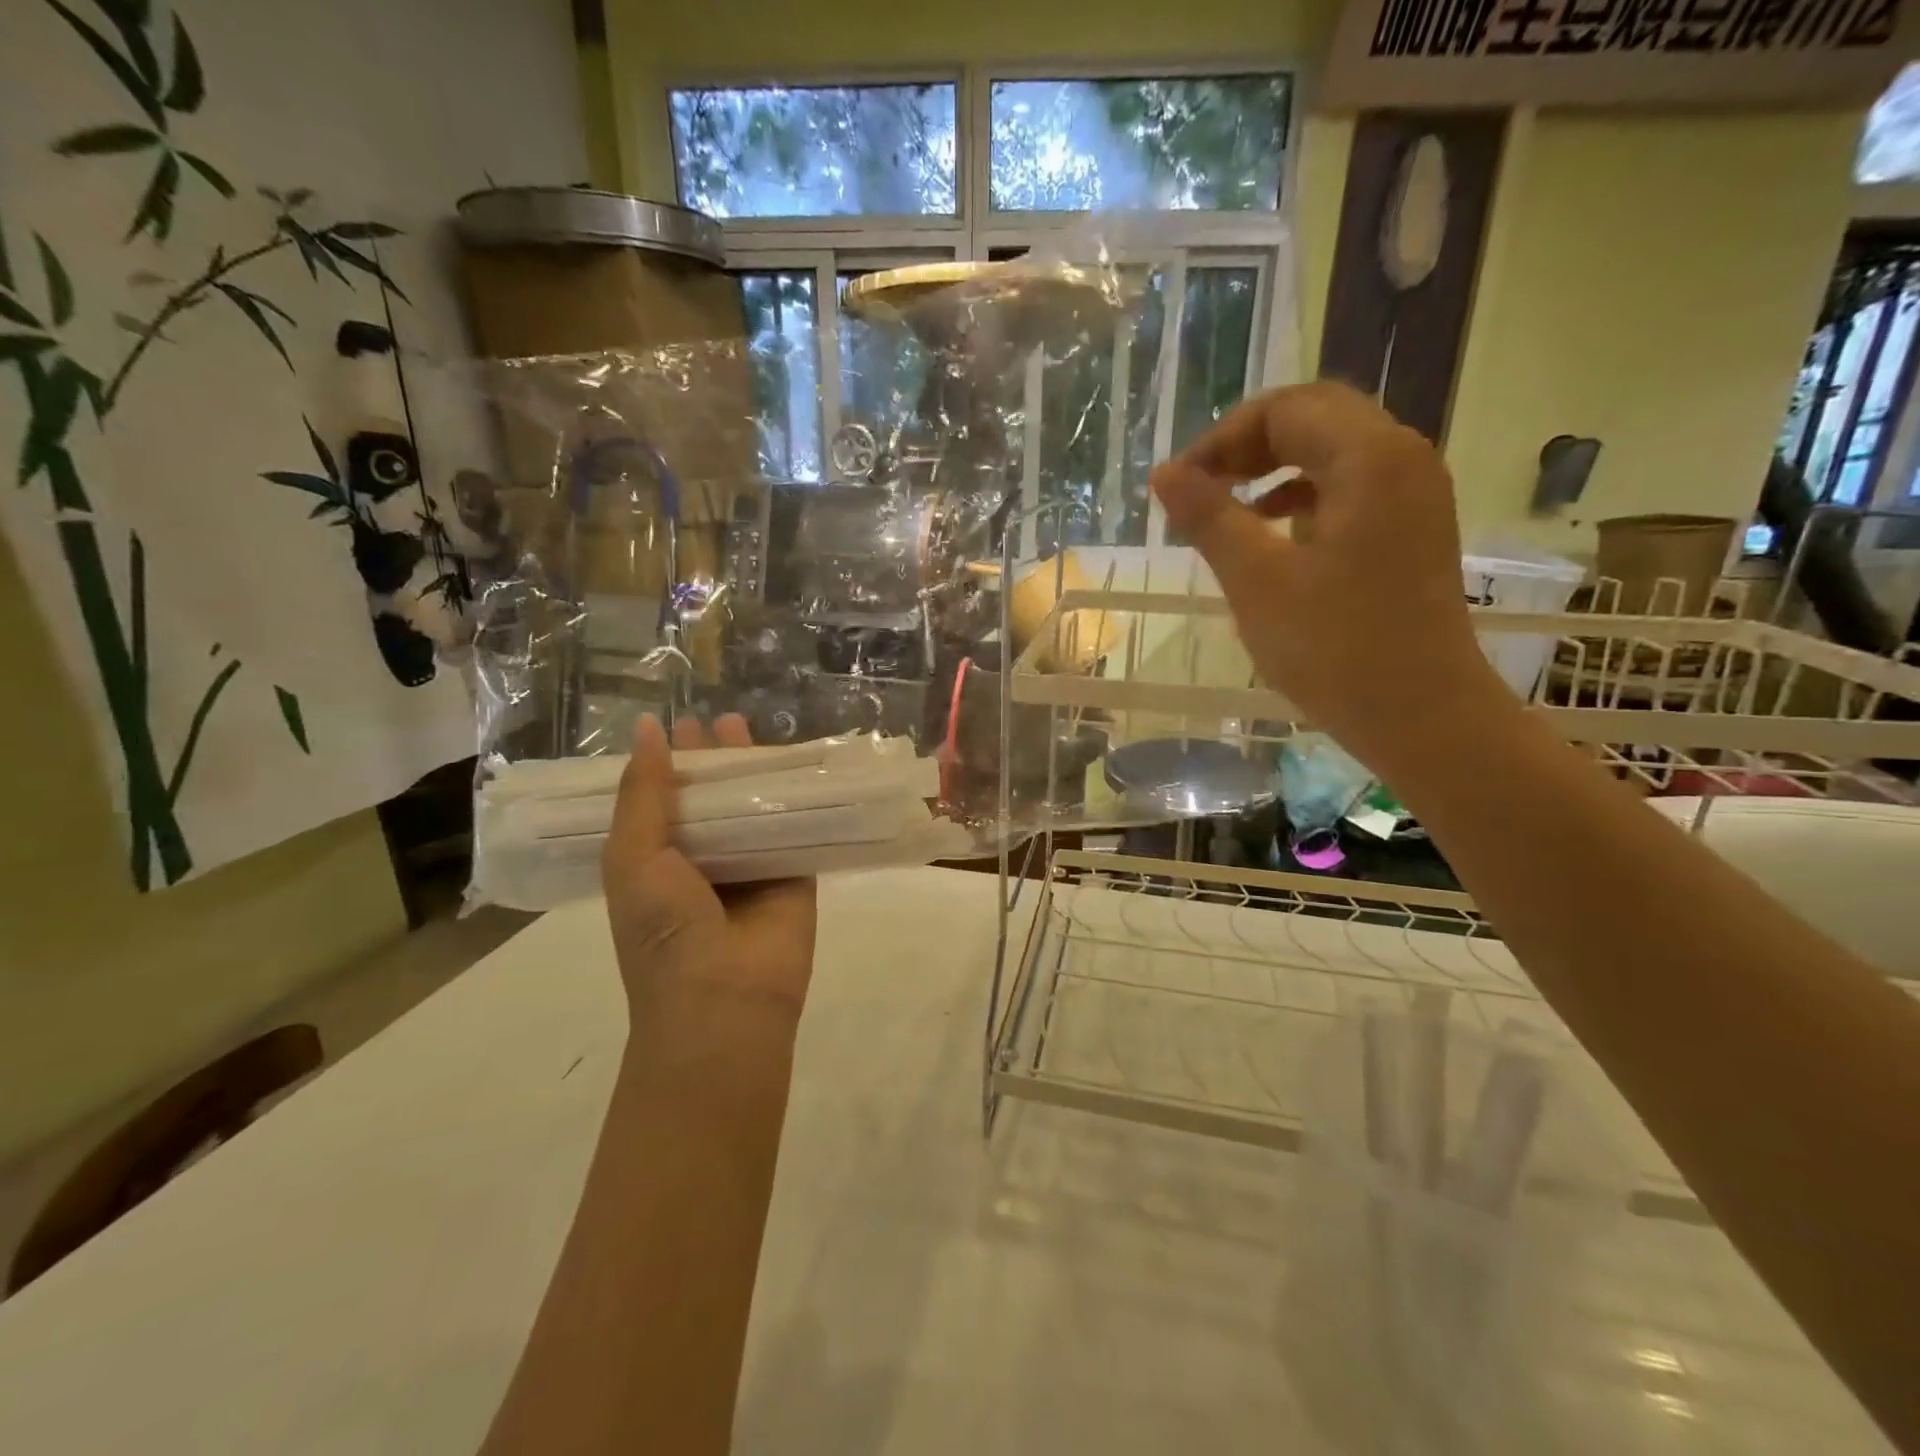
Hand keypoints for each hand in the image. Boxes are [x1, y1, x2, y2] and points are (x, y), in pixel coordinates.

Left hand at [601, 714, 817, 1017]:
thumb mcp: (633, 858)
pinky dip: (799, 796)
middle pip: (713, 797)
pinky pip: (797, 826)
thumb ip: (642, 795)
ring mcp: (752, 866)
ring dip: (755, 770)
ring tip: (752, 726)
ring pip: (755, 806)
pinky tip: (802, 762)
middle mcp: (704, 859)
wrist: (725, 1000)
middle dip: (715, 759)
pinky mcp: (796, 873)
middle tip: (721, 719)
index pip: (663, 799)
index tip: (679, 724)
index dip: (670, 763)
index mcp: (656, 860)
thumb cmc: (663, 932)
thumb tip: (649, 730)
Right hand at [1149, 381, 1506, 769]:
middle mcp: (1402, 459)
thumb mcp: (1257, 581)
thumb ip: (1209, 518)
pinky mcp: (1410, 529)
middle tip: (1200, 488)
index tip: (1179, 486)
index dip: (1222, 438)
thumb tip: (1163, 474)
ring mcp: (1413, 495)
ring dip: (1273, 467)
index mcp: (1370, 459)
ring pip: (1333, 450)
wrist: (1421, 715)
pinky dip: (1302, 495)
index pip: (1285, 409)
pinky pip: (1350, 487)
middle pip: (1314, 417)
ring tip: (1225, 509)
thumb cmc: (1334, 649)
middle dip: (1248, 444)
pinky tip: (1270, 532)